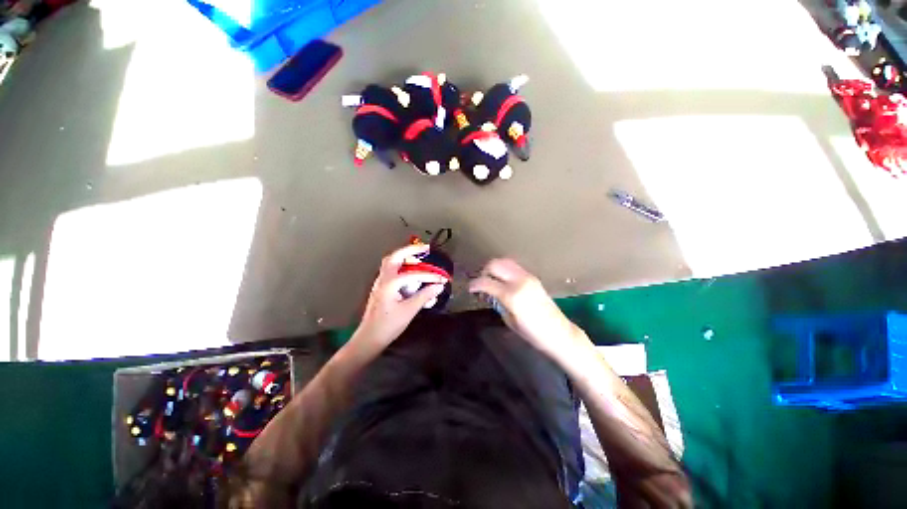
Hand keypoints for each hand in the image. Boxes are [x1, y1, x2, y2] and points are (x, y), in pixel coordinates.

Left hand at [354, 244, 446, 349]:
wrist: (369, 338)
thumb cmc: (388, 325)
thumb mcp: (409, 310)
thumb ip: (425, 296)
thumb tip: (439, 286)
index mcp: (390, 283)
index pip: (414, 274)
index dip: (430, 276)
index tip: (442, 279)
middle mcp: (384, 279)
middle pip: (395, 257)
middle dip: (411, 250)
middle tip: (425, 249)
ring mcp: (381, 283)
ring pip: (391, 263)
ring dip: (405, 258)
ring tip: (419, 259)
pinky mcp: (382, 289)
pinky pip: (392, 272)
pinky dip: (402, 268)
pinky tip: (411, 274)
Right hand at [469, 259, 584, 362]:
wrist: (559, 333)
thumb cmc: (533, 333)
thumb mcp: (509, 320)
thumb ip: (497, 302)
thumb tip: (488, 293)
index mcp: (512, 295)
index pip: (486, 282)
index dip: (474, 284)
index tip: (469, 288)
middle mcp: (519, 281)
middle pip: (495, 264)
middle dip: (484, 271)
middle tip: (480, 283)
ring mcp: (528, 277)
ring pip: (505, 262)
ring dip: (494, 268)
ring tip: (491, 280)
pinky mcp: (533, 277)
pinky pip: (514, 267)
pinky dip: (504, 270)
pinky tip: (503, 281)